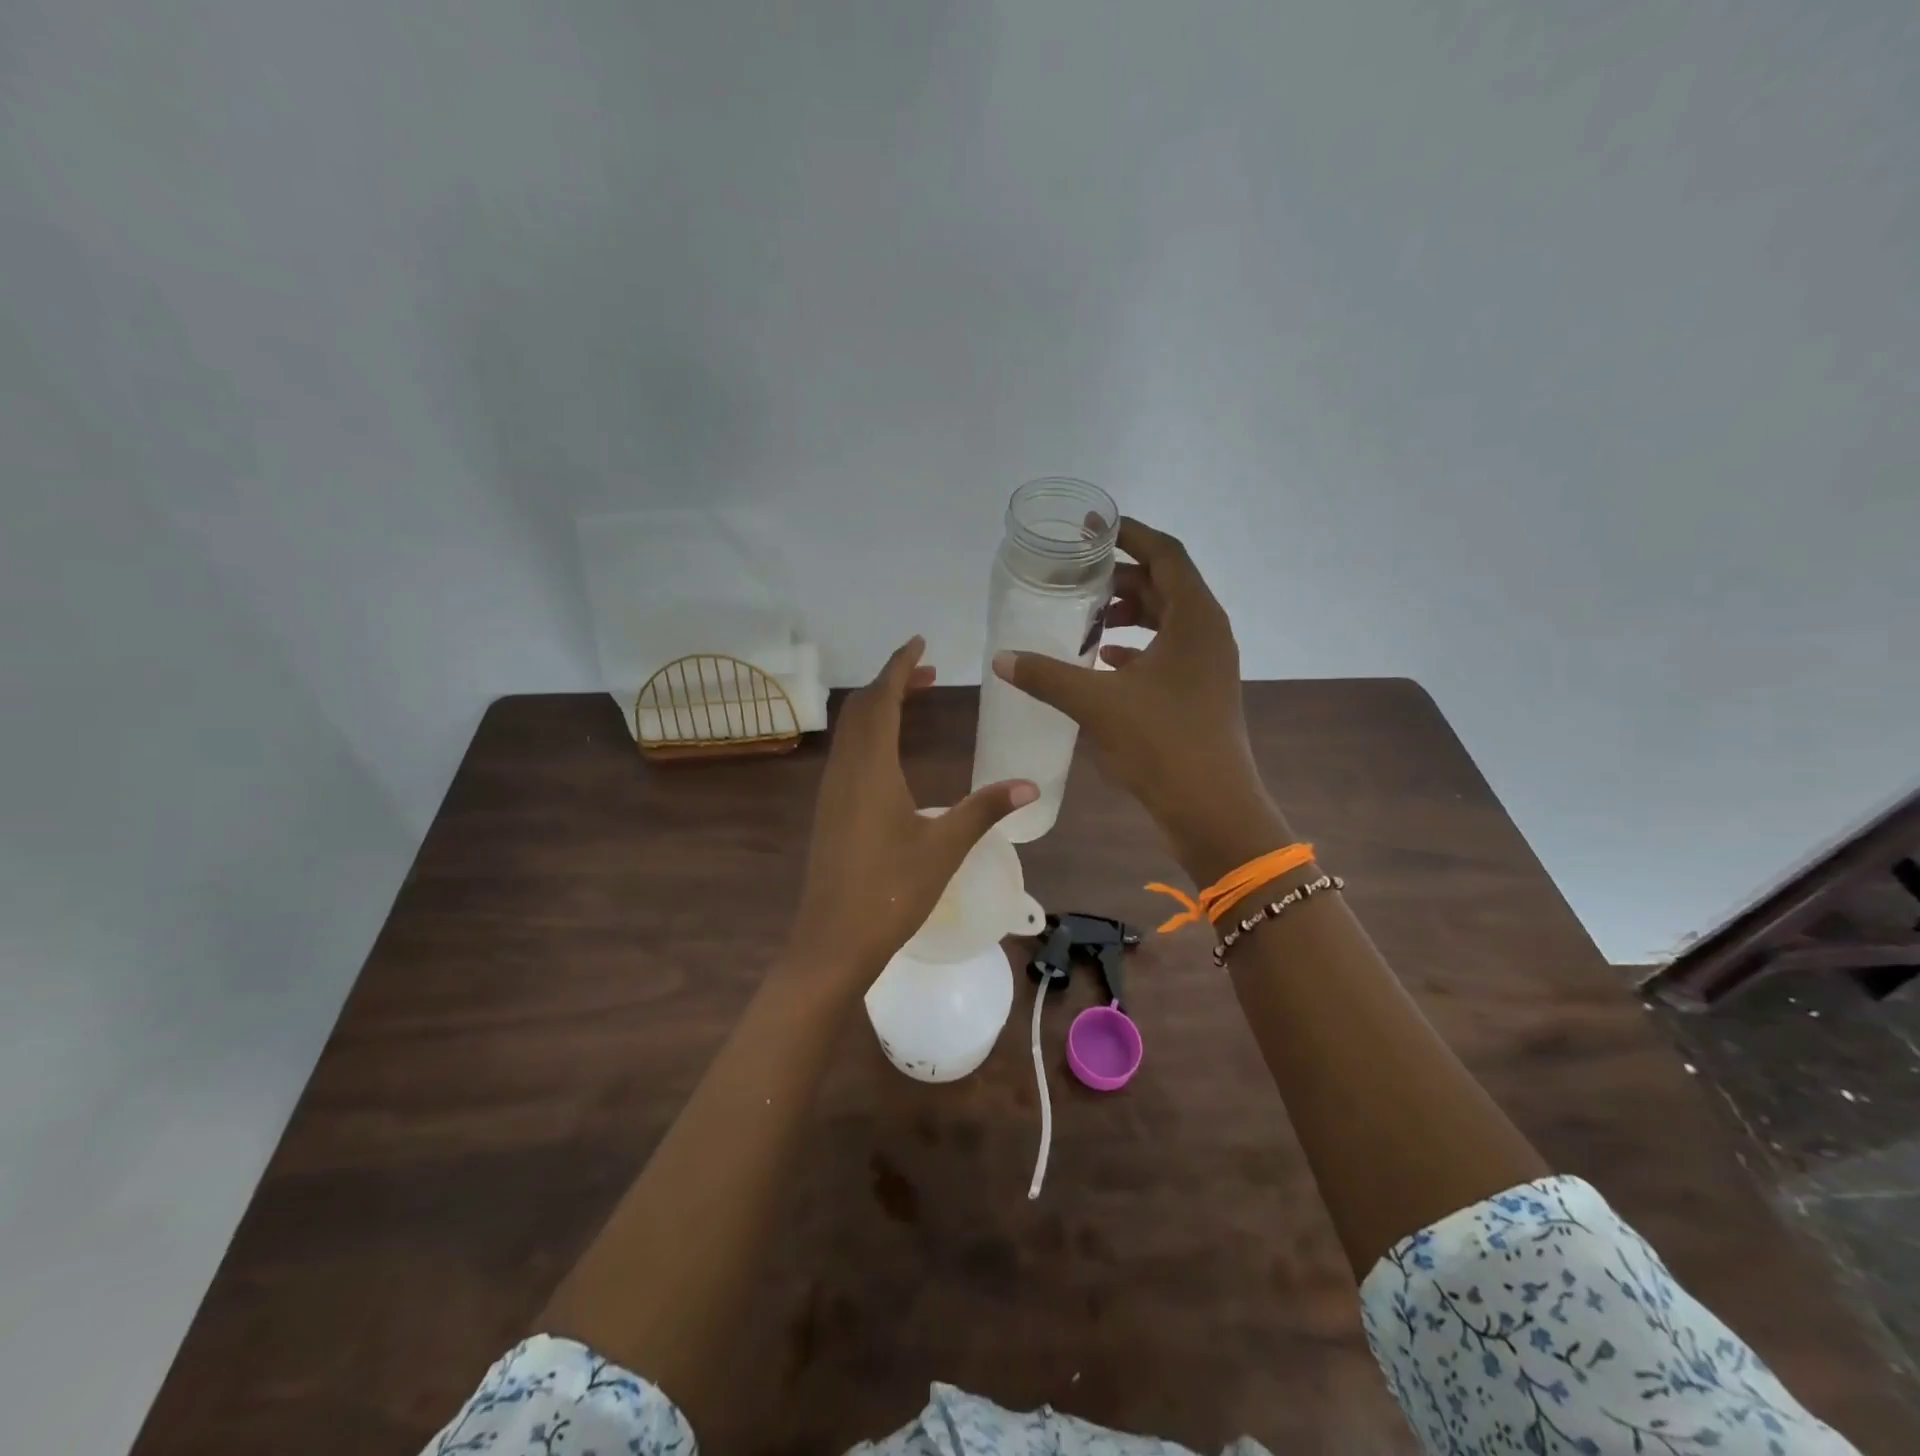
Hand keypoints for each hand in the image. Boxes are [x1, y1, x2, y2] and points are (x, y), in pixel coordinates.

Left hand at [788, 636, 1037, 981]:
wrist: (833, 942)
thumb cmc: (891, 891)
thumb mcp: (945, 847)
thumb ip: (985, 809)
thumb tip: (1030, 785)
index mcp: (870, 768)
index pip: (881, 699)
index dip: (899, 665)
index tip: (920, 642)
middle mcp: (845, 770)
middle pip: (861, 708)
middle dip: (892, 682)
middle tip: (927, 672)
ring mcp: (832, 791)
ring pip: (851, 731)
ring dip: (879, 708)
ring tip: (914, 701)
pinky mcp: (829, 811)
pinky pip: (848, 753)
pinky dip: (870, 734)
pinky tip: (892, 754)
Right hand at [992, 517, 1288, 880]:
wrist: (1211, 809)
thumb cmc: (1162, 744)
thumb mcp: (1097, 704)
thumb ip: (1047, 676)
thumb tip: (1001, 659)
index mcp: (1196, 618)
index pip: (1165, 553)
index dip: (1129, 533)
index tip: (1092, 526)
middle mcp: (1208, 632)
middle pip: (1165, 584)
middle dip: (1121, 578)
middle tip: (1076, 579)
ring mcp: (1208, 665)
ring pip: (1167, 620)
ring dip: (1129, 614)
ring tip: (1086, 620)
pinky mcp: (1200, 692)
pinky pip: (1167, 652)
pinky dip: (1136, 648)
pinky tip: (1103, 662)